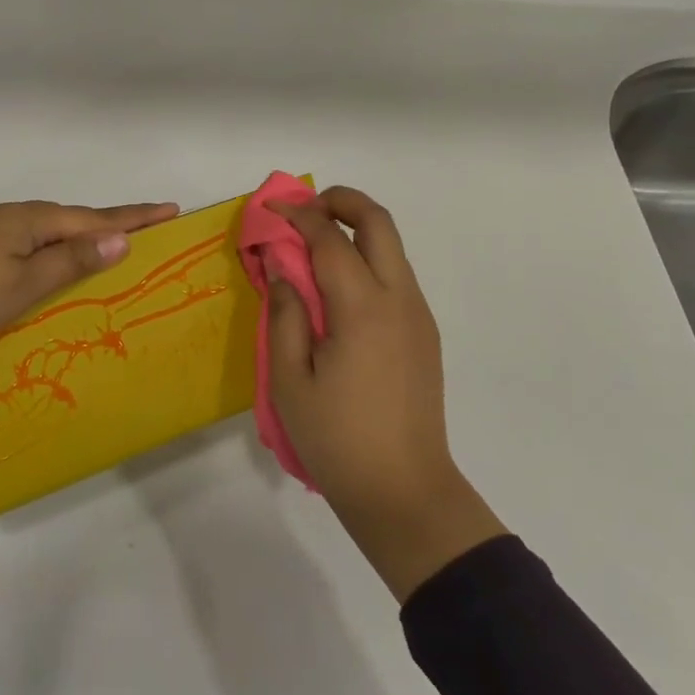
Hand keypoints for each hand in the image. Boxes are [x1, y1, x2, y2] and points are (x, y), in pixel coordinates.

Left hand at [0, 199, 181, 356]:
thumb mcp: (21, 284)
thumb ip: (71, 261)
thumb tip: (121, 237)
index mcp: (32, 221)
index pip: (98, 218)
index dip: (137, 217)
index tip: (172, 209)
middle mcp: (15, 218)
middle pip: (77, 220)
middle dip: (116, 225)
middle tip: (153, 230)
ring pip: (52, 233)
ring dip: (85, 239)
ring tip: (115, 249)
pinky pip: (32, 245)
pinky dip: (57, 252)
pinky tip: (57, 267)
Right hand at [268, 187, 506, 600]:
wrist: (405, 492)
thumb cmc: (337, 439)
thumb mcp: (290, 380)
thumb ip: (284, 313)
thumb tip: (281, 264)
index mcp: (363, 308)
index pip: (330, 238)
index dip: (298, 214)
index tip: (271, 208)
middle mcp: (400, 299)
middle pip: (378, 222)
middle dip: (341, 201)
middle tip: (304, 210)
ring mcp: (418, 315)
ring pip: (392, 247)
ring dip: (355, 230)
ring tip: (313, 247)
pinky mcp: (424, 333)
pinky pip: (395, 275)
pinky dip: (366, 260)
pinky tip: (336, 289)